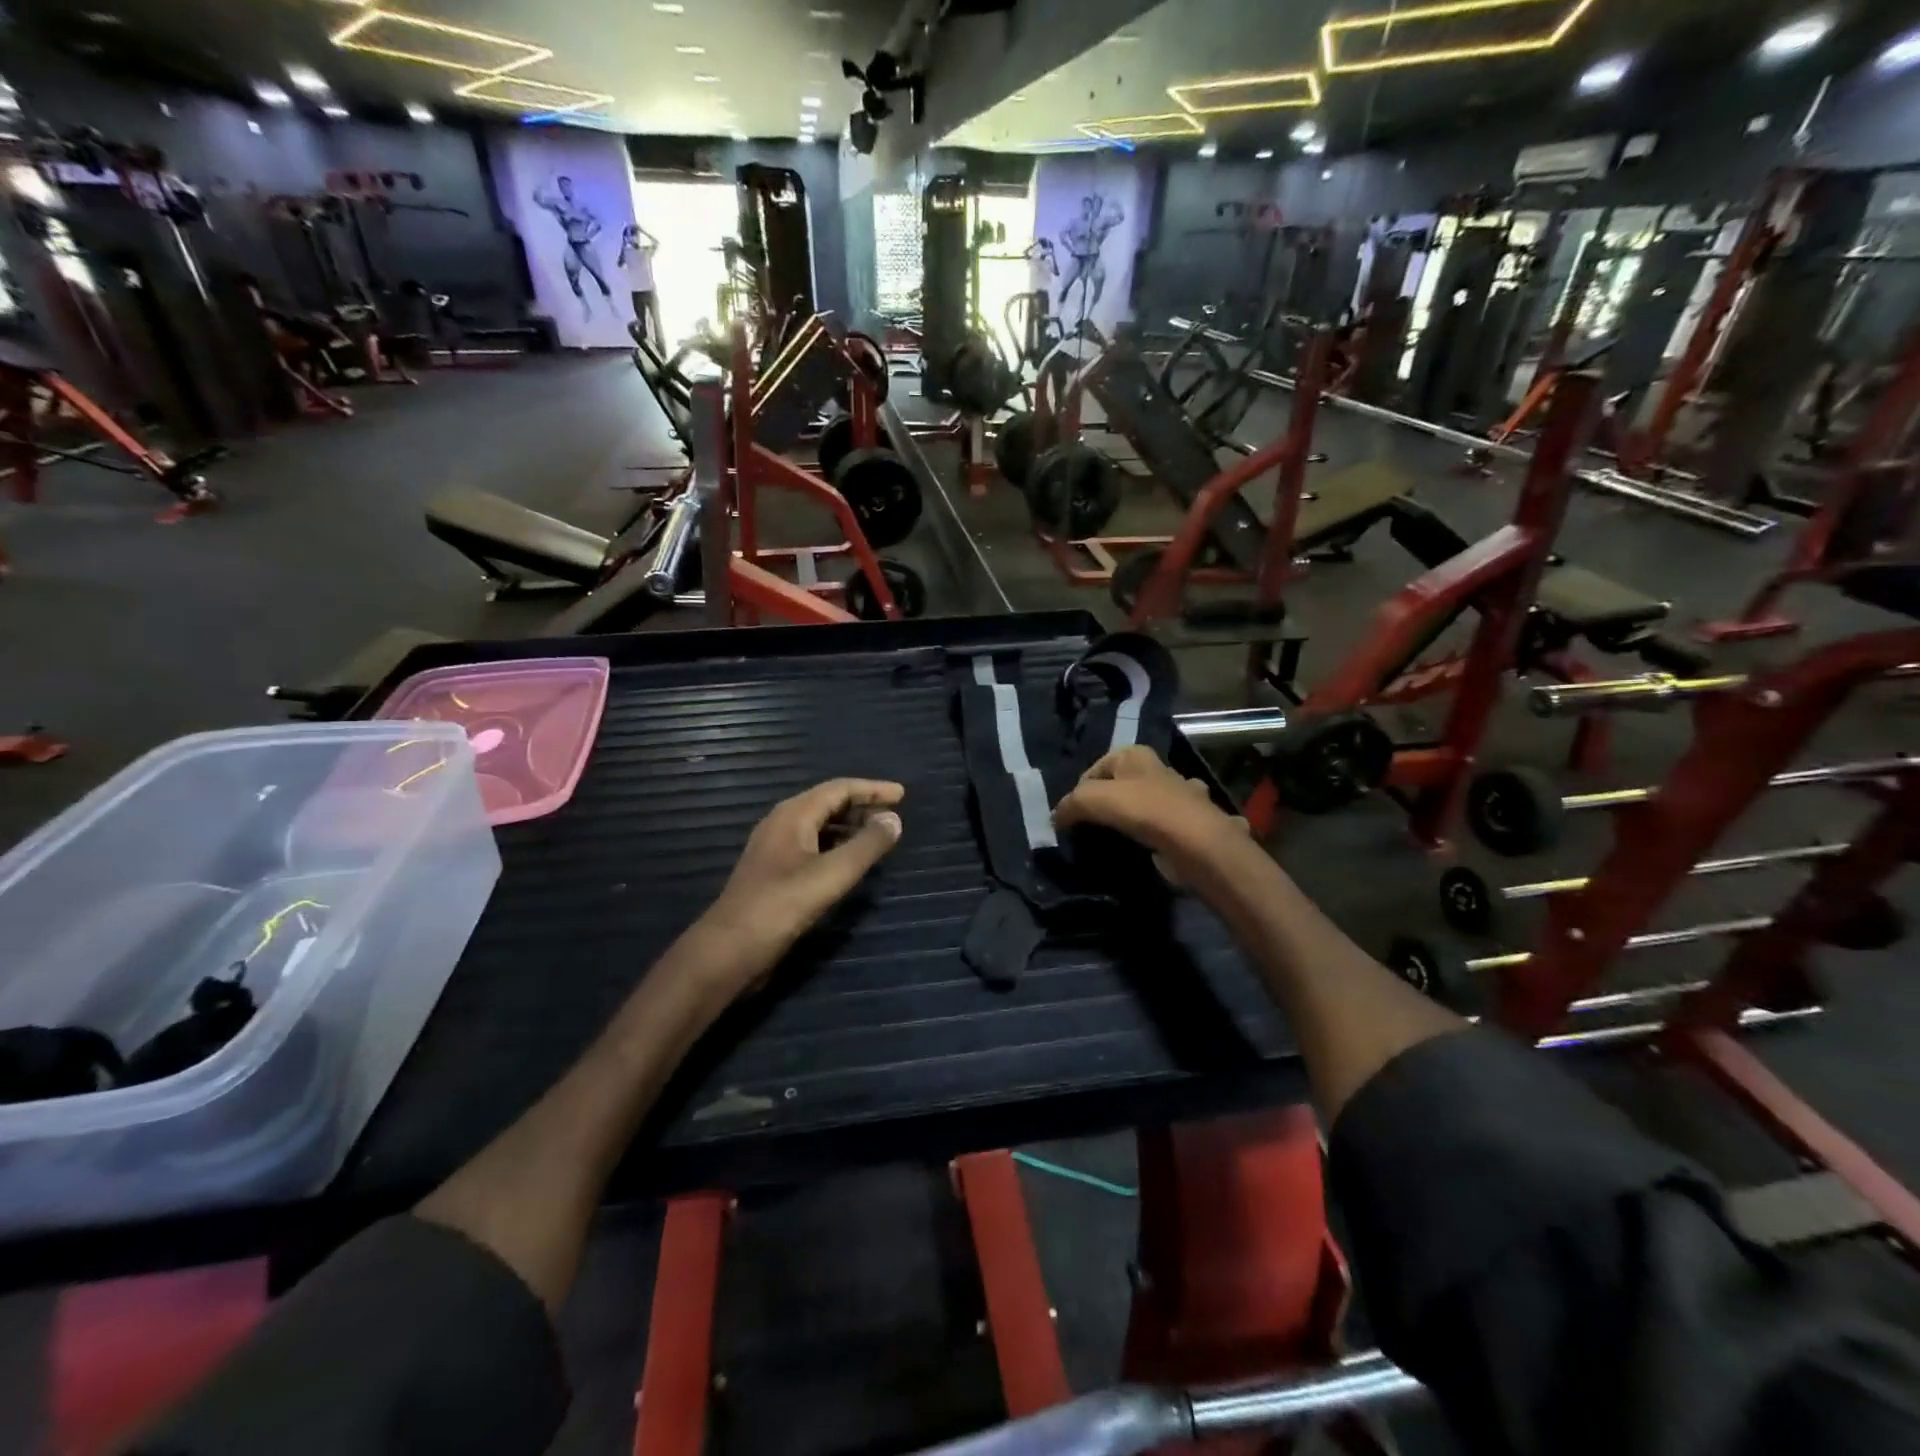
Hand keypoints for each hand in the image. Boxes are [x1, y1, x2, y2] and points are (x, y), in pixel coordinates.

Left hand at [704, 778, 905, 982]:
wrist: (729, 950)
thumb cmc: (781, 906)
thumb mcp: (832, 875)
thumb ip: (867, 846)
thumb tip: (894, 819)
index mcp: (793, 815)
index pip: (839, 788)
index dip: (872, 789)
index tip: (902, 795)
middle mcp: (782, 823)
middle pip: (828, 802)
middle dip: (862, 805)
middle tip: (894, 815)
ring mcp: (775, 848)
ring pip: (820, 825)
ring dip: (850, 826)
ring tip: (879, 836)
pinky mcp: (774, 872)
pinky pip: (812, 845)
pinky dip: (837, 845)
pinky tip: (850, 862)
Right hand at [1052, 746, 1248, 887]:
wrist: (1196, 842)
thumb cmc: (1142, 810)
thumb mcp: (1092, 799)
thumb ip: (1070, 805)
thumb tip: (1056, 818)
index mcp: (1136, 755)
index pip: (1095, 768)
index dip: (1080, 792)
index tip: (1073, 818)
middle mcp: (1160, 769)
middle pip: (1123, 786)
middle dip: (1109, 804)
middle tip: (1094, 830)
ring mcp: (1181, 796)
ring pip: (1149, 805)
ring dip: (1138, 819)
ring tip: (1121, 842)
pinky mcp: (1192, 823)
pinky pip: (1167, 827)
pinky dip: (1160, 837)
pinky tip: (1152, 850)